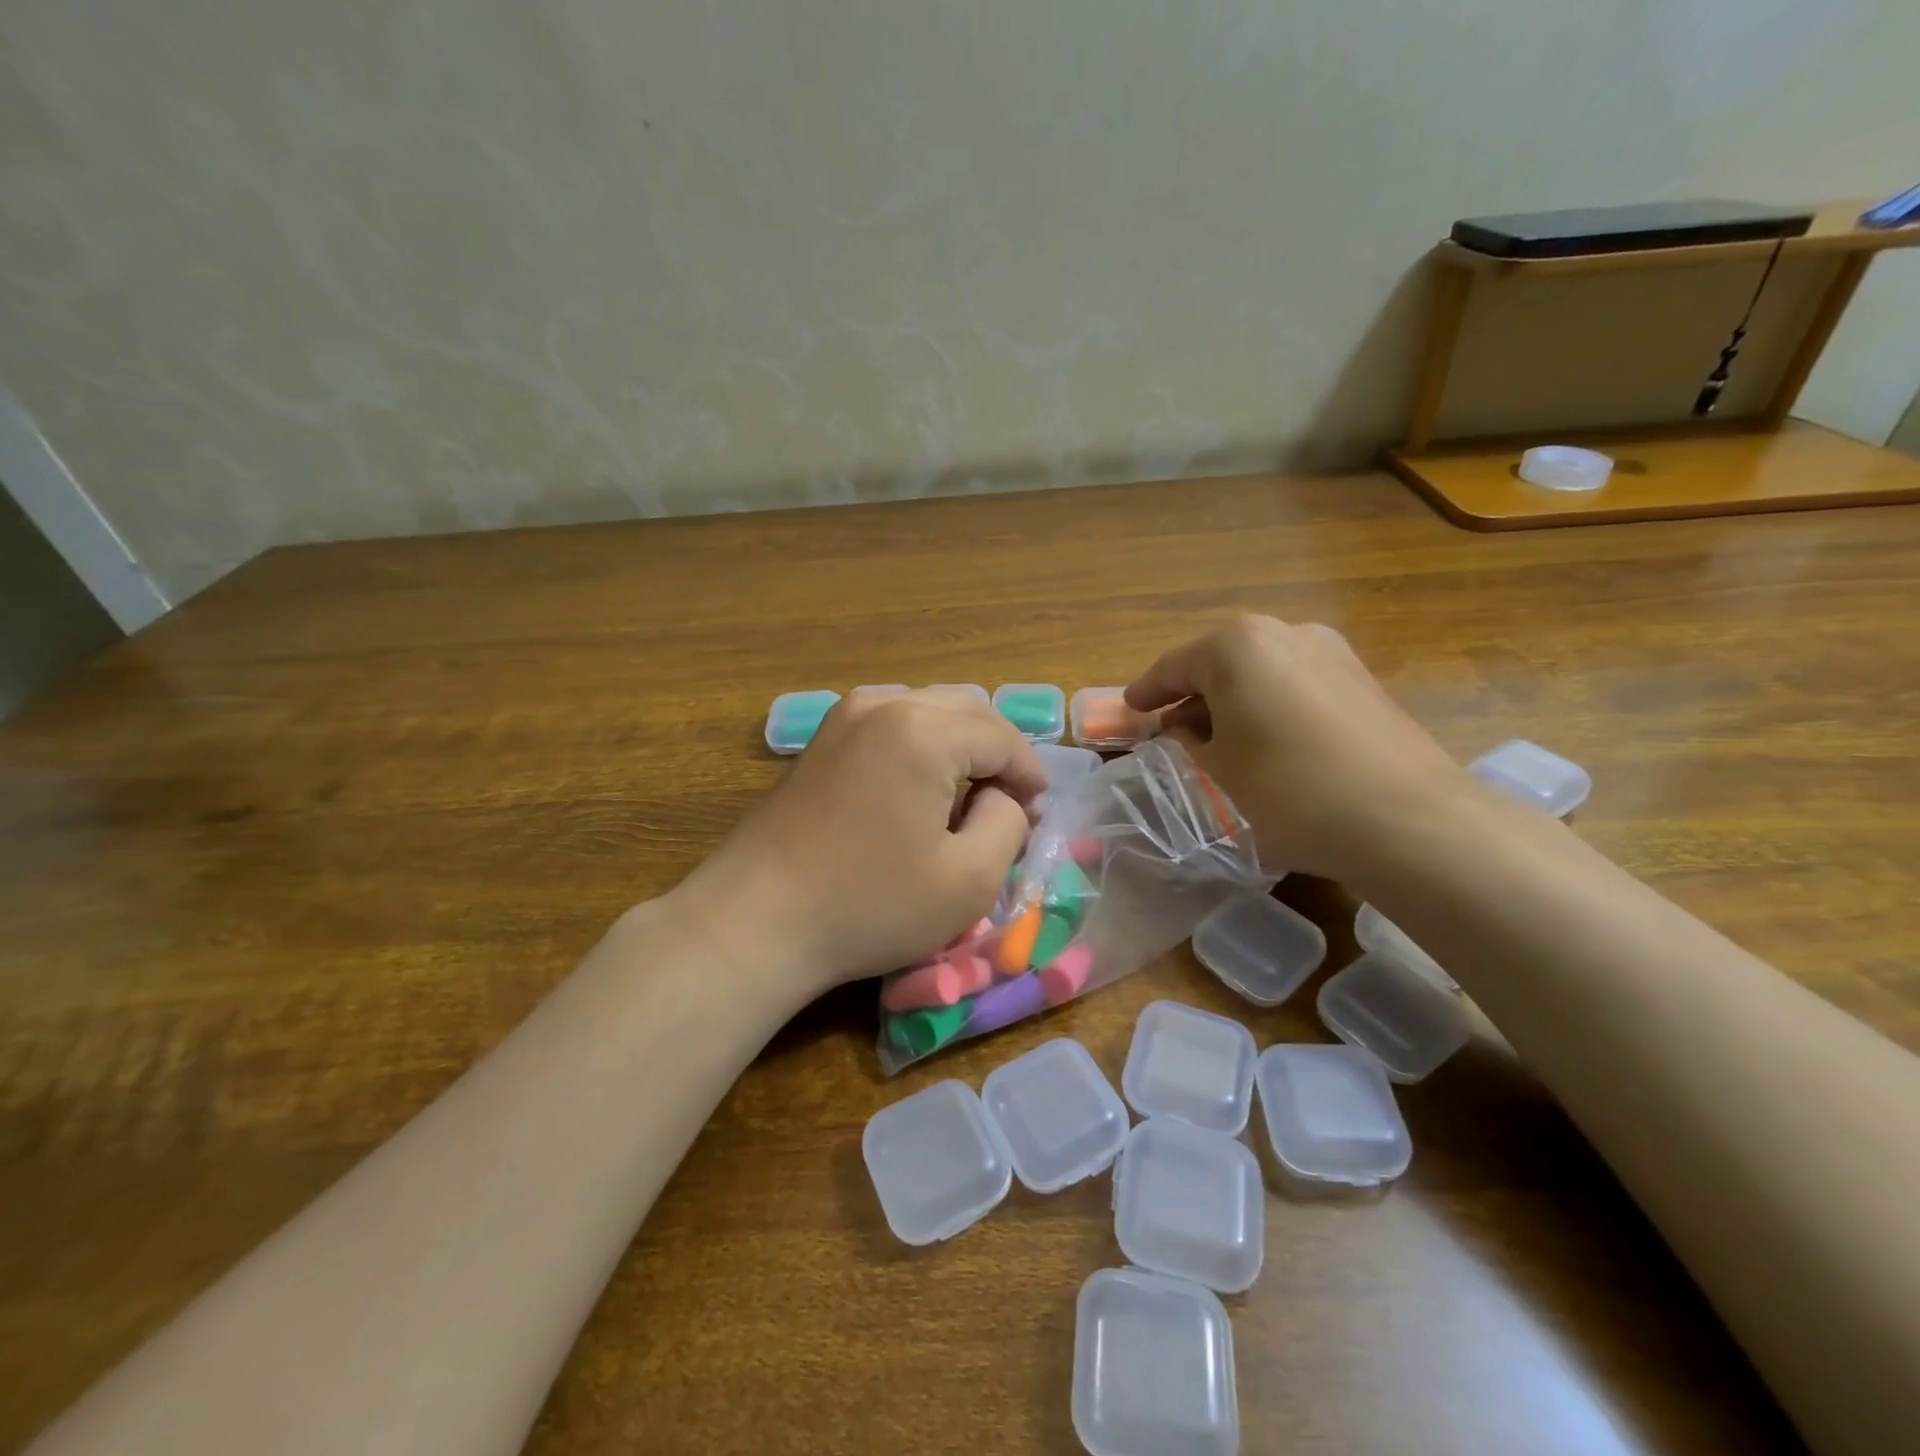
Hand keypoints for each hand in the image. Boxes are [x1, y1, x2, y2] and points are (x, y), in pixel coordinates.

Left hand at [677, 688, 1047, 994]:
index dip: (1030, 775)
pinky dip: (920, 746)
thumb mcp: (970, 879)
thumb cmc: (870, 904)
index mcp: (924, 729)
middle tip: (1008, 804)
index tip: (1037, 815)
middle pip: (967, 710)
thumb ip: (1009, 823)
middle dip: (997, 752)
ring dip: (959, 745)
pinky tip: (917, 791)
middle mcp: (884, 704)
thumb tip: (1001, 796)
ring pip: (928, 711)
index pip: (1002, 737)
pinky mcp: (821, 739)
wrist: (757, 920)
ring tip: (966, 797)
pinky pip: (891, 724)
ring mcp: (844, 716)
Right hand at [1126, 615, 1474, 883]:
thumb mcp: (1219, 769)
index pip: (1175, 666)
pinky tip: (1268, 741)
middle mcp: (1285, 632)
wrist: (1408, 819)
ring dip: (1234, 701)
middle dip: (1193, 695)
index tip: (1129, 709)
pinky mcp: (1364, 679)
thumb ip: (1191, 740)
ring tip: (1220, 740)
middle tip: (1172, 729)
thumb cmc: (1289, 789)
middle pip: (1221, 662)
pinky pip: (1296, 684)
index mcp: (1237, 646)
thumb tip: (1187, 728)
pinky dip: (1271, 706)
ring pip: (1261, 672)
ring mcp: (1332, 652)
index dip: (1147, 691)